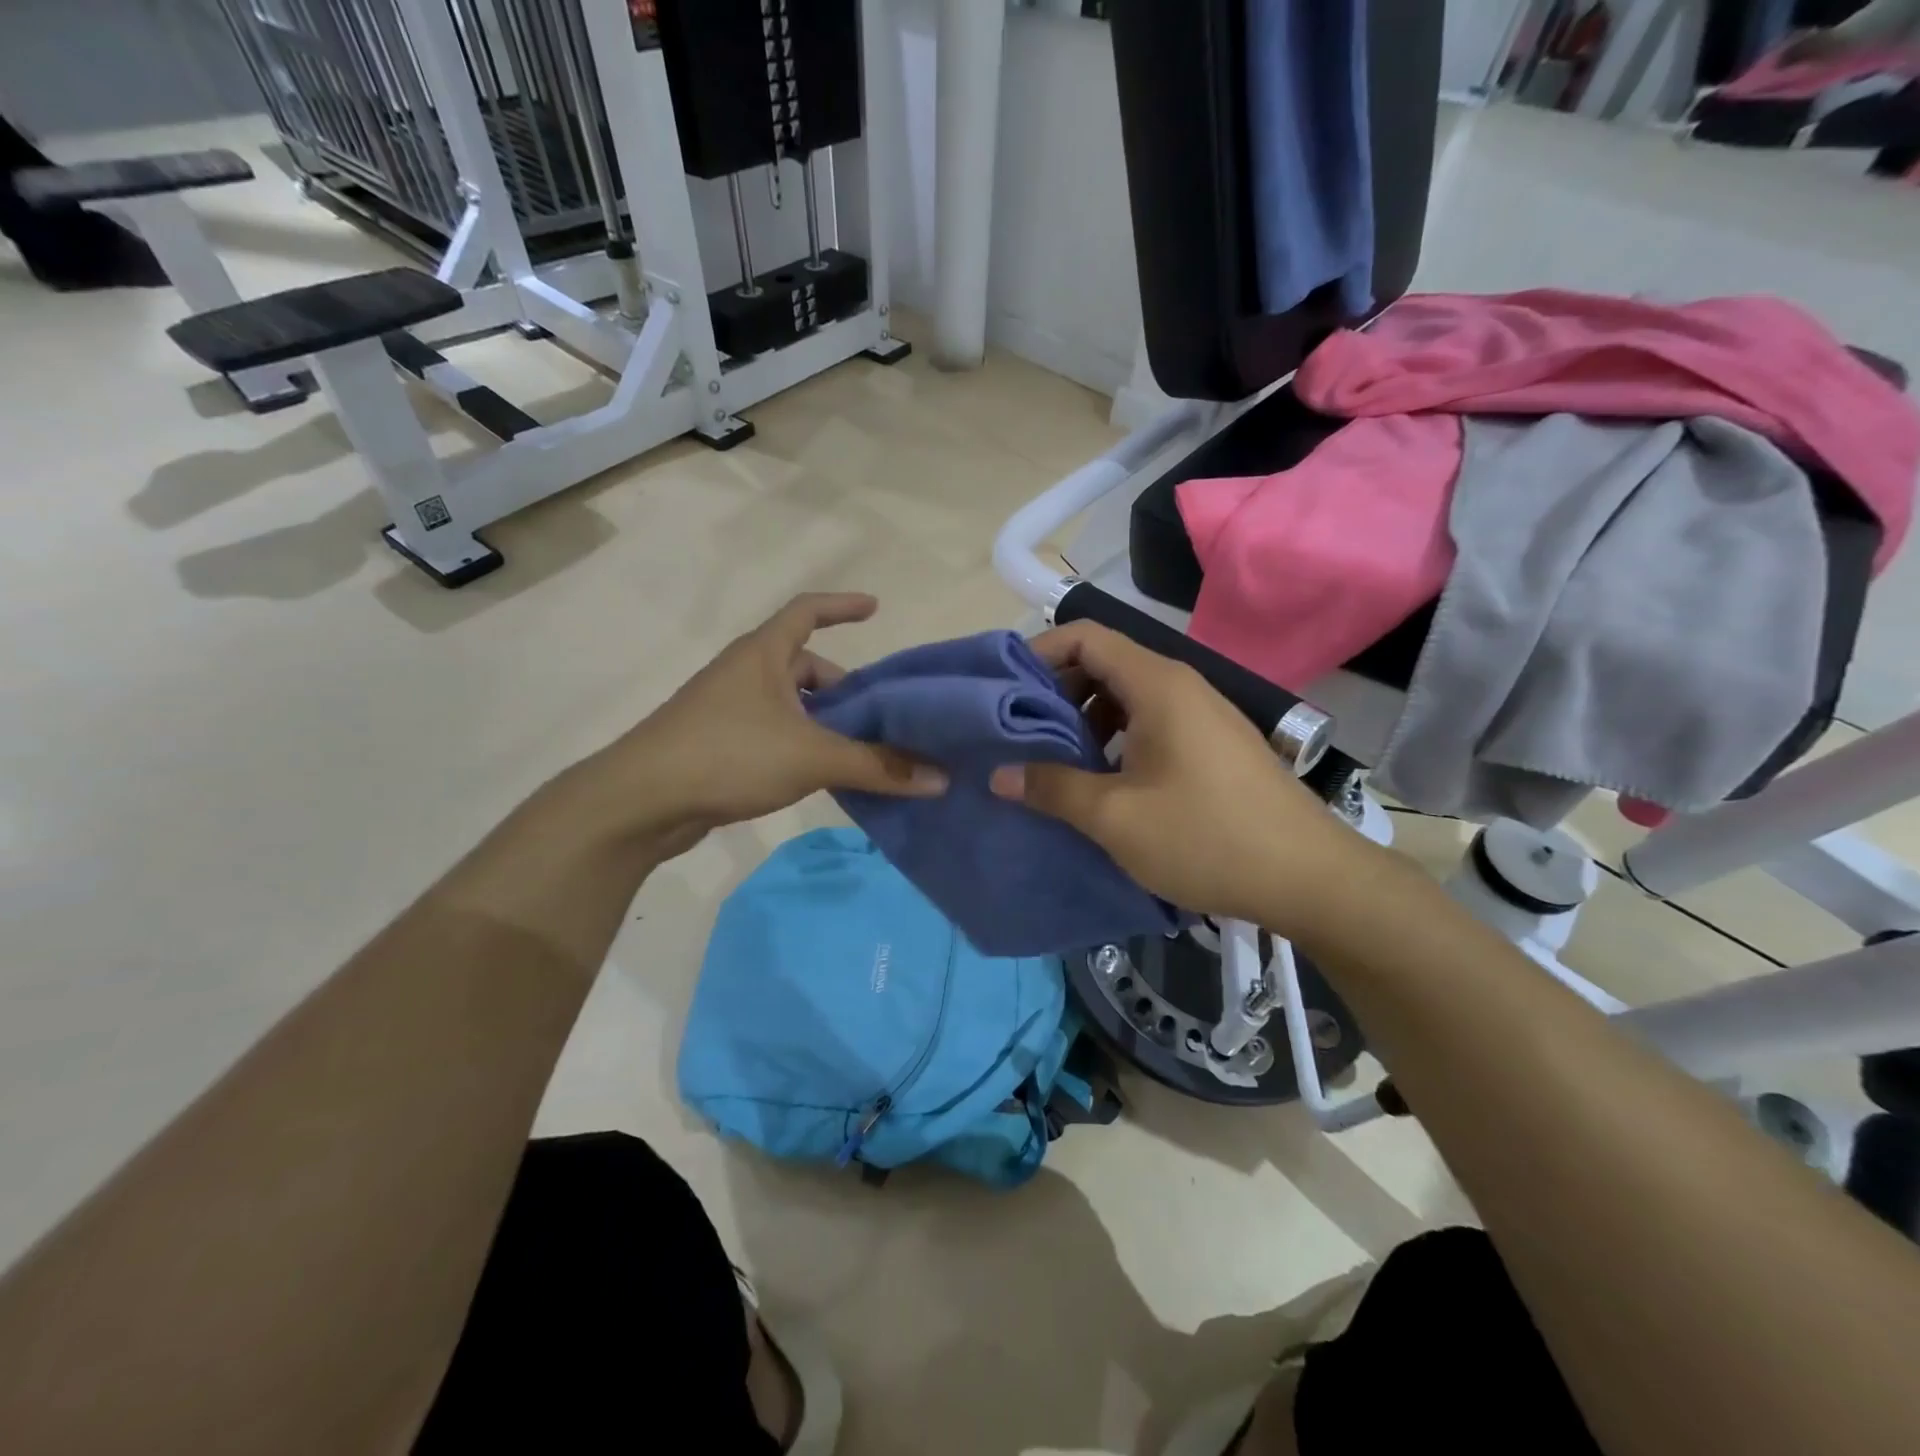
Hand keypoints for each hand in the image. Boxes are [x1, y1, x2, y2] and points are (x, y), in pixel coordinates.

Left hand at [587, 594, 945, 854]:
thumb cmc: (728, 754)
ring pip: (791, 706)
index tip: (875, 608)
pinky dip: (803, 747)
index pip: (807, 610)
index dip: (842, 605)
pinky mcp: (719, 744)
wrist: (640, 801)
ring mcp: (728, 709)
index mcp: (763, 653)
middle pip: (805, 666)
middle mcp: (745, 672)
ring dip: (825, 724)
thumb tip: (940, 778)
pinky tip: (823, 777)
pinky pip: (775, 734)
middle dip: (844, 689)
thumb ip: (878, 766)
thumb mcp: (812, 757)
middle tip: (881, 717)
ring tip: (861, 753)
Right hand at [990, 622, 1370, 931]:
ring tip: (1052, 760)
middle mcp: (1181, 686)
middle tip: (1018, 731)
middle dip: (1055, 691)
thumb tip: (1000, 774)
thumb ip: (1052, 788)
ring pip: (1126, 696)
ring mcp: (1201, 715)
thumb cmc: (1207, 838)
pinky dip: (1114, 738)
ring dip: (1084, 719)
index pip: (1086, 636)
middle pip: (1104, 663)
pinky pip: (1150, 723)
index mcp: (1158, 685)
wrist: (1309, 879)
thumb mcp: (1116, 817)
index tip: (1003, 691)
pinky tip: (1100, 780)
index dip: (1039, 653)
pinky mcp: (1212, 745)